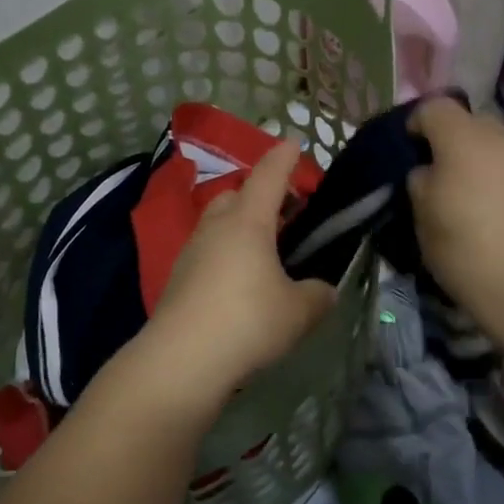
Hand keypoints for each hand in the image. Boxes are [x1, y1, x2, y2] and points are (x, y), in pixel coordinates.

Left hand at [119, 140, 337, 416]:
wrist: (180, 360)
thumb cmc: (247, 321)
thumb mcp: (298, 311)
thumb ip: (318, 295)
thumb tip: (323, 290)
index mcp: (248, 220)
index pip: (269, 174)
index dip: (284, 157)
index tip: (294, 143)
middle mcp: (217, 225)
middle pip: (239, 193)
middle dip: (262, 193)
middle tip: (288, 211)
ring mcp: (193, 250)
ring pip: (220, 221)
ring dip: (242, 224)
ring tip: (267, 249)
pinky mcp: (179, 276)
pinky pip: (209, 249)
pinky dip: (227, 251)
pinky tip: (242, 280)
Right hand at [408, 98, 503, 334]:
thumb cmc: (467, 251)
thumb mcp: (421, 217)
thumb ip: (421, 181)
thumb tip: (431, 172)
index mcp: (465, 140)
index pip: (435, 107)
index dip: (418, 123)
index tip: (411, 152)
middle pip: (472, 125)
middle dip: (454, 144)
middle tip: (444, 180)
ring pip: (501, 149)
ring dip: (485, 163)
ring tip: (479, 203)